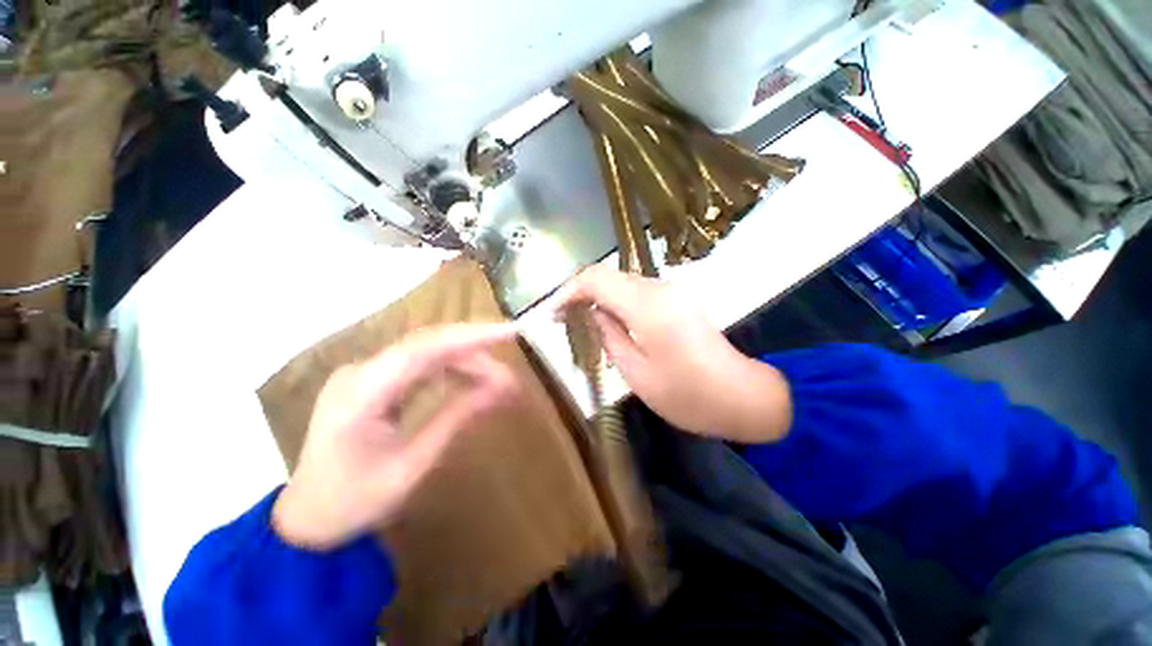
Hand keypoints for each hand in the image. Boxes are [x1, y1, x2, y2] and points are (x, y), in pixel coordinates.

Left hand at [273, 323, 518, 549]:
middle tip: (511, 370)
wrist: (305, 519)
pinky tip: (472, 379)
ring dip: (466, 361)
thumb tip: (501, 388)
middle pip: (428, 344)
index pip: (424, 348)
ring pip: (427, 351)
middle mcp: (359, 371)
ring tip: (499, 381)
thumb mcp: (413, 465)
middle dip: (476, 350)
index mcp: (360, 394)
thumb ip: (457, 417)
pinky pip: (419, 364)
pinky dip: (451, 369)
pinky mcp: (372, 380)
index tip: (511, 332)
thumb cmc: (354, 502)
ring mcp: (364, 373)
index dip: (472, 336)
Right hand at [559, 266, 790, 443]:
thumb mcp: (636, 372)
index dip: (570, 291)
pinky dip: (619, 303)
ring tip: (585, 324)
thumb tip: (593, 313)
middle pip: (610, 277)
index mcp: (646, 305)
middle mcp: (660, 288)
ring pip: (623, 284)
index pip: (596, 278)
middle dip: (583, 294)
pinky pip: (639, 293)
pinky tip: (613, 324)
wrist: (742, 396)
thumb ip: (609, 336)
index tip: (554, 314)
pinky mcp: (680, 300)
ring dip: (601, 299)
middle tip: (565, 320)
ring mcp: (673, 292)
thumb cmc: (687, 394)